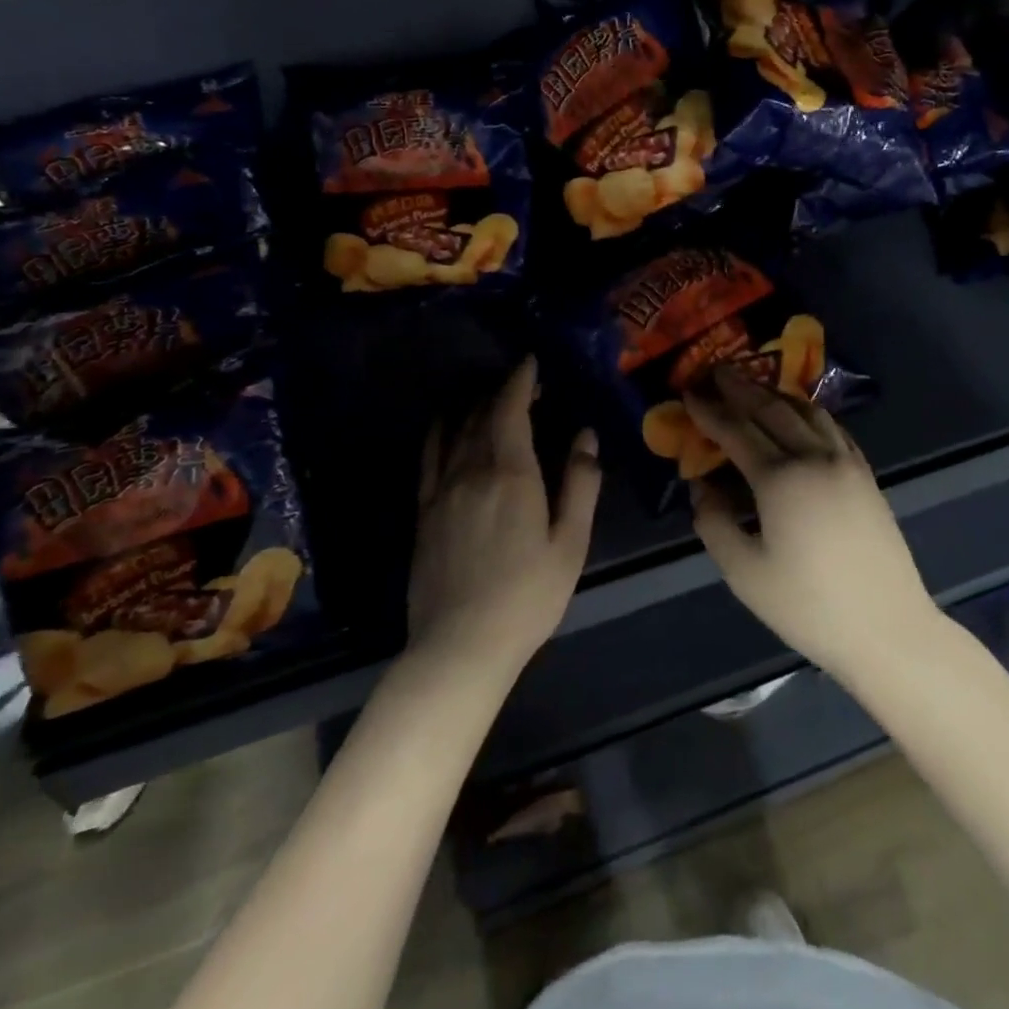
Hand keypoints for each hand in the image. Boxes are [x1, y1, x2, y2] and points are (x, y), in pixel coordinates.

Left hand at [408, 359, 599, 677]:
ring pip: (455, 431)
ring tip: (490, 396)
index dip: (520, 380)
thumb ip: (581, 484)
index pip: (510, 409)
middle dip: (502, 390)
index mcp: (510, 474)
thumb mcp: (570, 543)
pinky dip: (440, 431)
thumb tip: (584, 435)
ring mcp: (440, 490)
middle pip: (481, 414)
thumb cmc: (528, 596)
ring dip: (473, 405)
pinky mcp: (423, 511)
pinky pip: (429, 456)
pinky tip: (447, 425)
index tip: (531, 362)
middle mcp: (470, 471)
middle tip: (522, 381)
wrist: (461, 646)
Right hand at [686, 366, 938, 681]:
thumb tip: (701, 488)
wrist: (887, 628)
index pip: (736, 431)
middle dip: (741, 388)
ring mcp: (846, 463)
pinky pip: (833, 428)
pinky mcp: (865, 476)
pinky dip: (809, 413)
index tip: (688, 392)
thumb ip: (715, 524)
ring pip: (806, 412)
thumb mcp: (745, 573)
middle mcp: (814, 458)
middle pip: (772, 410)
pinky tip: (801, 415)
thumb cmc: (809, 606)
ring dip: (775, 394)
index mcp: (781, 479)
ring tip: (754, 385)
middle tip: (717, 371)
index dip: (709, 411)